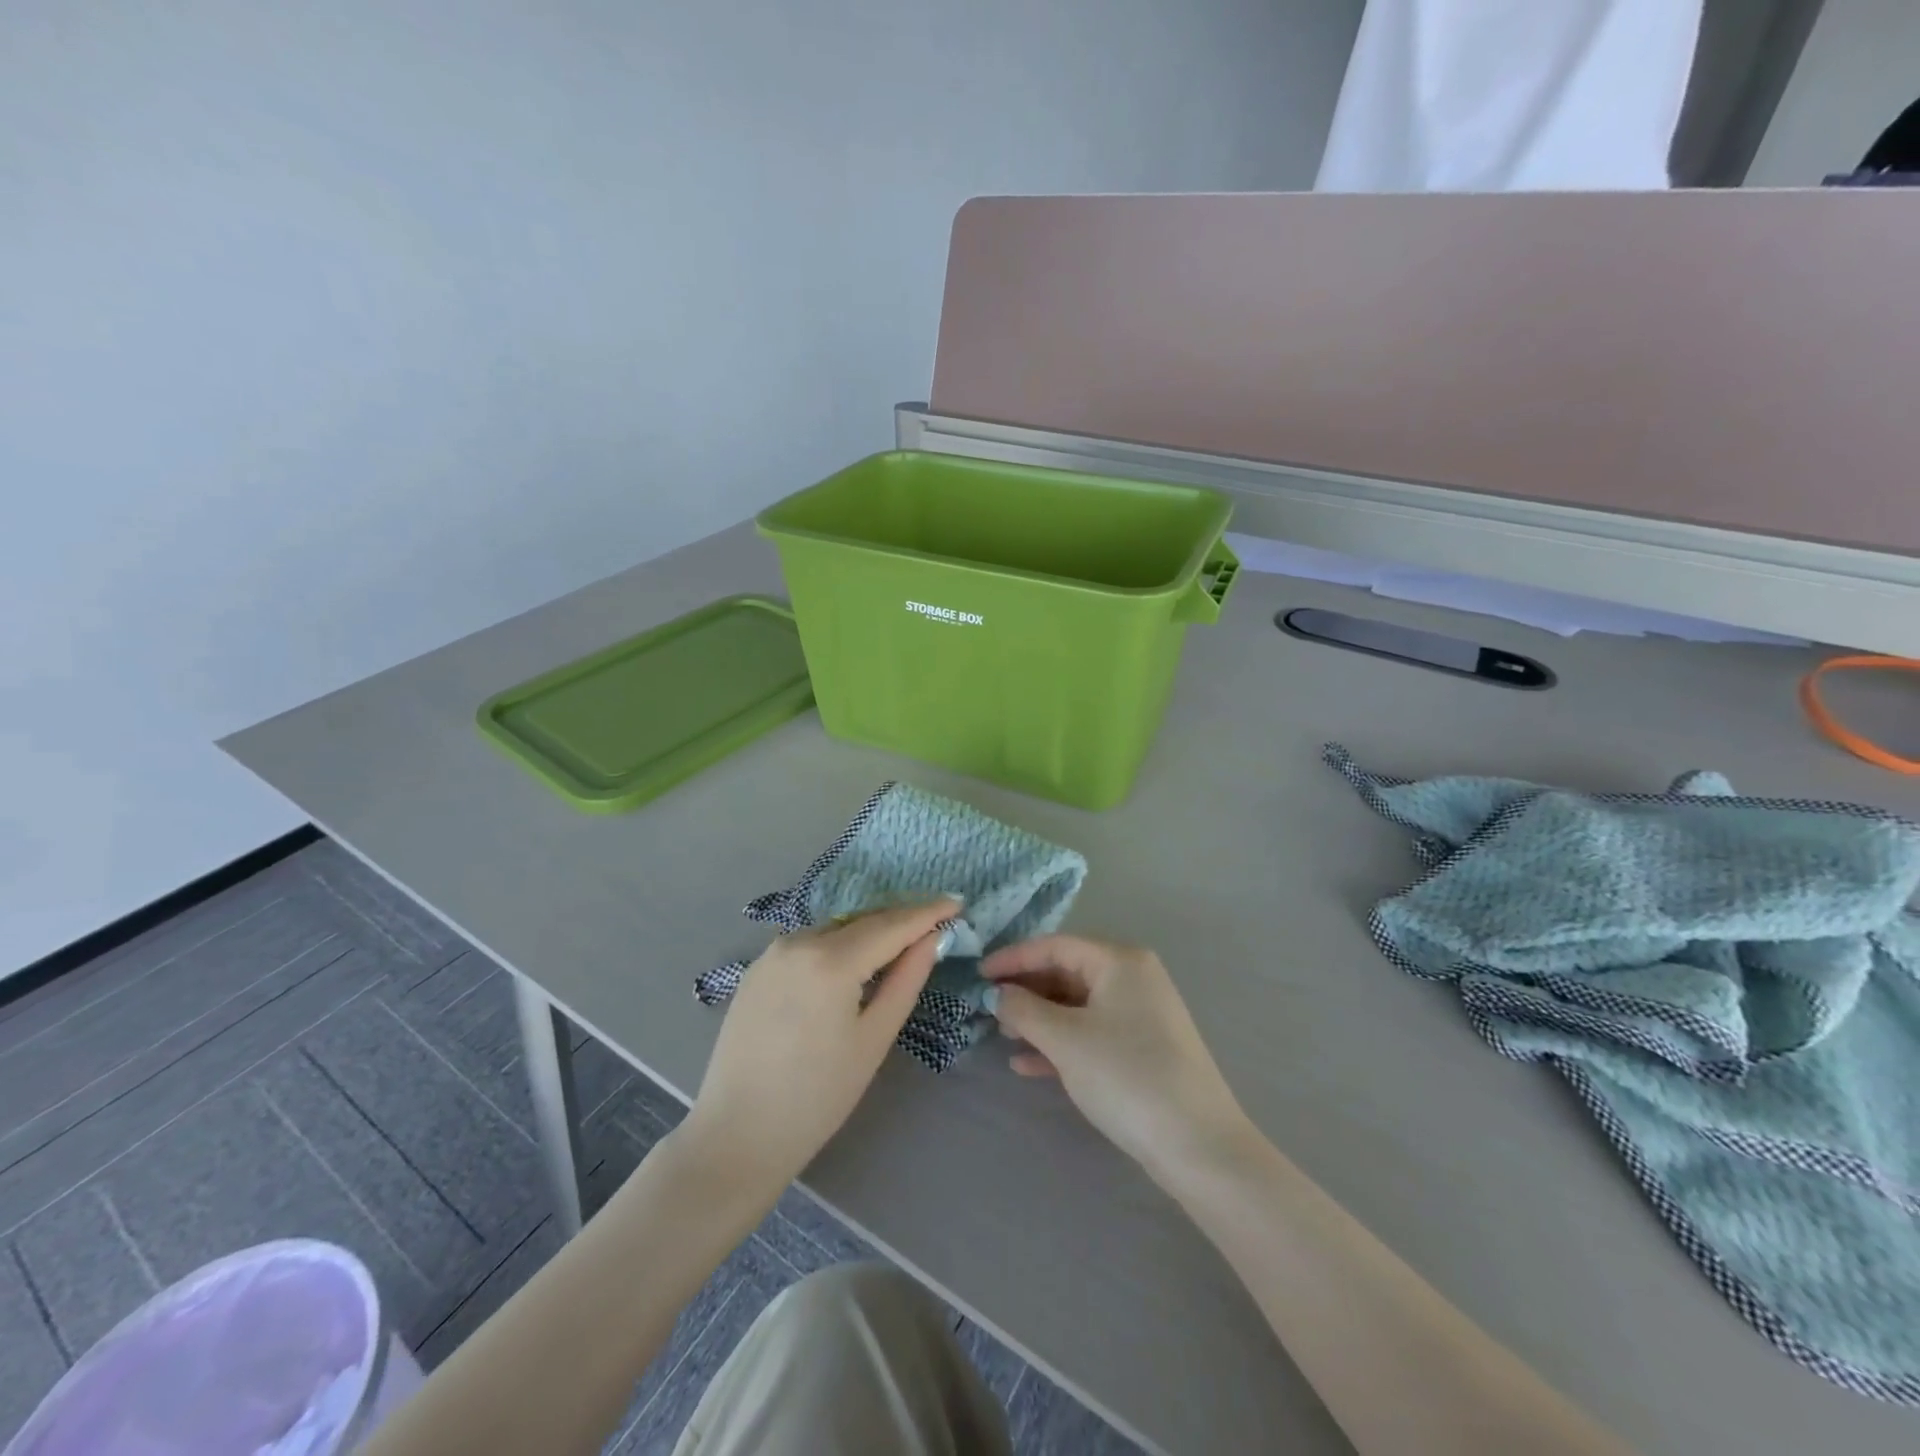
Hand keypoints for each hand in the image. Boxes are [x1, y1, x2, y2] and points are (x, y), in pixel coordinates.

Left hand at [684, 900, 956, 1196]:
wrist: (737, 1135)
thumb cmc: (817, 1096)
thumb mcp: (873, 1039)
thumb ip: (906, 980)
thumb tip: (931, 940)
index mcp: (831, 961)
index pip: (891, 925)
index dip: (927, 913)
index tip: (956, 902)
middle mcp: (798, 942)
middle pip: (862, 922)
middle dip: (900, 919)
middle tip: (936, 921)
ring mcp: (772, 952)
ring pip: (834, 930)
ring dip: (868, 932)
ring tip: (899, 943)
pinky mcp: (757, 968)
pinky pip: (809, 944)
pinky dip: (838, 945)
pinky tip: (852, 962)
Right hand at [982, 936, 1253, 1181]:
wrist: (1198, 1146)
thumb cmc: (1126, 1075)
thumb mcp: (1066, 1040)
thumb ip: (1024, 1010)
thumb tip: (996, 994)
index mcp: (1120, 960)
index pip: (1055, 945)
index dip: (1013, 958)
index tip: (977, 975)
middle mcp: (1133, 977)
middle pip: (1066, 972)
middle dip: (1025, 990)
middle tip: (986, 1008)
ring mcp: (1140, 1015)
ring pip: (1077, 1005)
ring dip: (1039, 1019)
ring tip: (1002, 1035)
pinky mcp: (1142, 1049)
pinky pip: (1091, 1033)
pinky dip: (1060, 1044)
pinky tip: (1026, 1064)